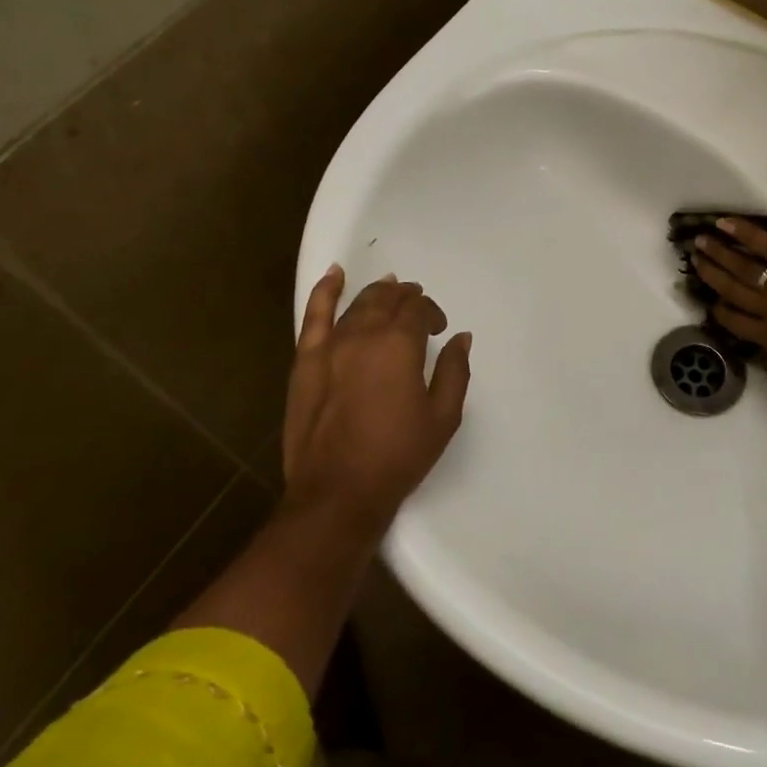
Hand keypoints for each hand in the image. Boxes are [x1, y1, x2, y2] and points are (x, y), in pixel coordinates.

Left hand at [281, 266, 472, 537]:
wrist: (338, 491)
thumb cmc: (398, 456)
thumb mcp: (442, 418)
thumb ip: (454, 372)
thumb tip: (461, 338)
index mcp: (399, 346)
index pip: (418, 310)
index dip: (431, 313)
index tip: (439, 330)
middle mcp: (364, 335)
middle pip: (387, 300)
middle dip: (406, 298)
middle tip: (417, 307)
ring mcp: (330, 346)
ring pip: (357, 304)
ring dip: (377, 293)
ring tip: (390, 289)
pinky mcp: (306, 361)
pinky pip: (314, 315)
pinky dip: (325, 291)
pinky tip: (335, 274)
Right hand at [691, 218, 766, 385]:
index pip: (735, 323)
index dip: (719, 310)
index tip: (709, 300)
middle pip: (733, 290)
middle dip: (711, 273)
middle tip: (695, 257)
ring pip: (745, 267)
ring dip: (721, 252)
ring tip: (702, 240)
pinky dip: (748, 234)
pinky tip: (727, 223)